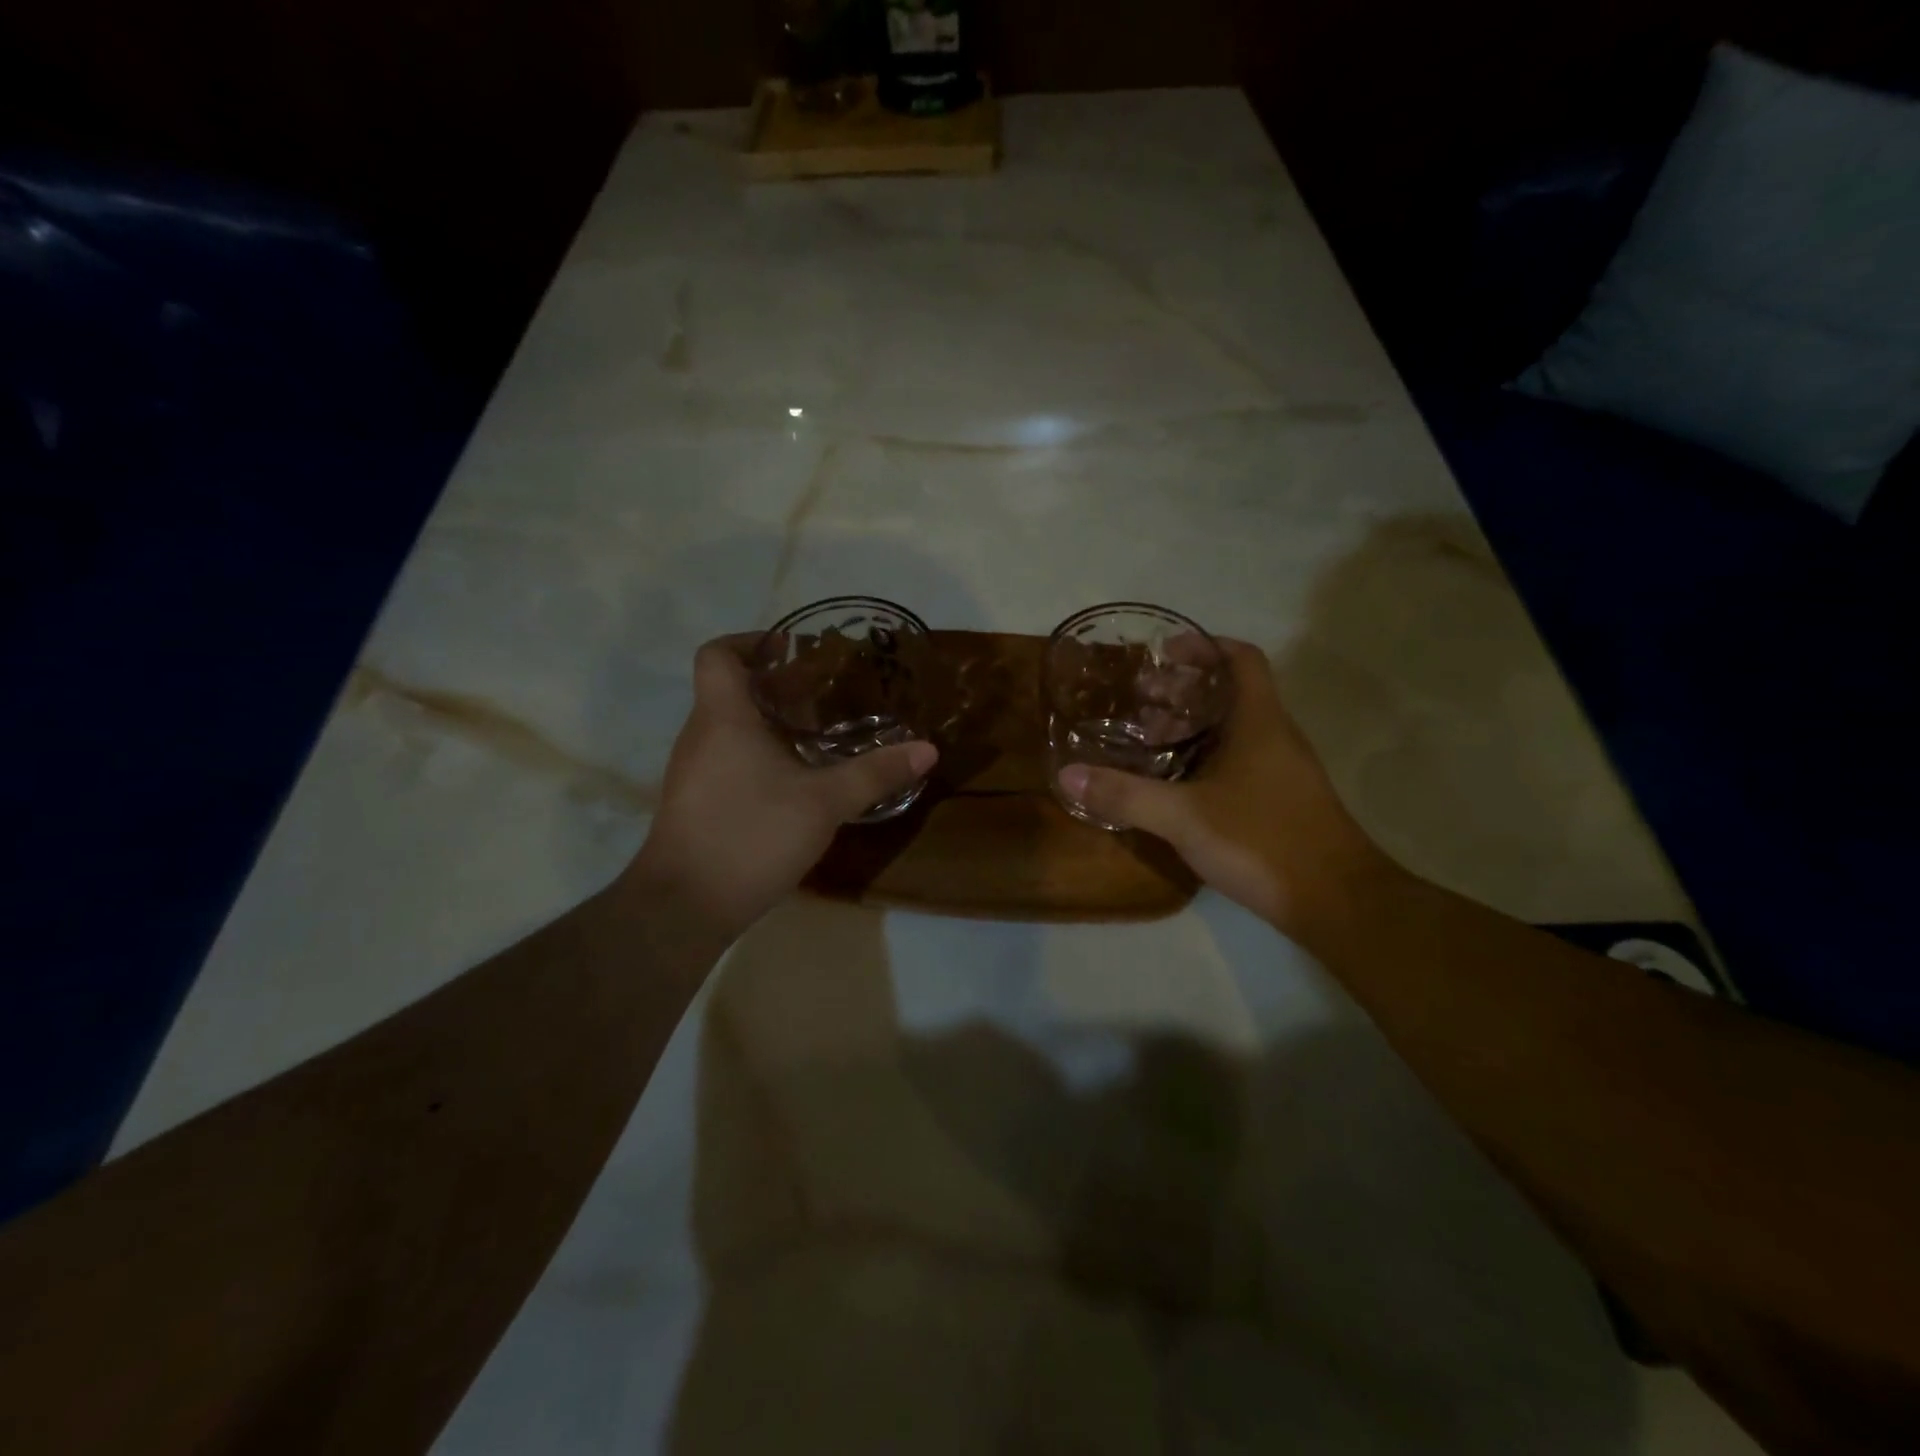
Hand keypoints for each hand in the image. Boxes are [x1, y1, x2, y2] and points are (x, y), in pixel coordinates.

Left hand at [623, 637, 937, 938]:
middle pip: (730, 690)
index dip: (750, 641)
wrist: (683, 907)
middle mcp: (700, 735)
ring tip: (817, 737)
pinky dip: (758, 755)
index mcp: (723, 717)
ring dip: (769, 723)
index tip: (791, 650)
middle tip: (823, 696)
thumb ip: (875, 773)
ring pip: (729, 728)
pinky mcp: (695, 802)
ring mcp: (693, 771)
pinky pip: (727, 759)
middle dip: (776, 687)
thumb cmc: (750, 835)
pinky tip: (795, 782)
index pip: (718, 654)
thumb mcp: (824, 803)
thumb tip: (927, 749)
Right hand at [1057, 640, 1393, 935]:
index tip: (1164, 653)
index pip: (1241, 659)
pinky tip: (1175, 786)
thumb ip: (1125, 795)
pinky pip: (1239, 761)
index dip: (1204, 647)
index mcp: (1259, 722)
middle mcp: (1275, 737)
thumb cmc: (1263, 841)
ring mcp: (1282, 770)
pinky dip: (1205, 759)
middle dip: (1184, 690)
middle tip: (1139, 701)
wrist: (1337, 902)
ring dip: (1193, 727)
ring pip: (1234, 730)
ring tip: (1147, 741)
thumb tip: (1068, 774)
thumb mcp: (1184, 817)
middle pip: (1231, 693)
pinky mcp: (1281, 801)